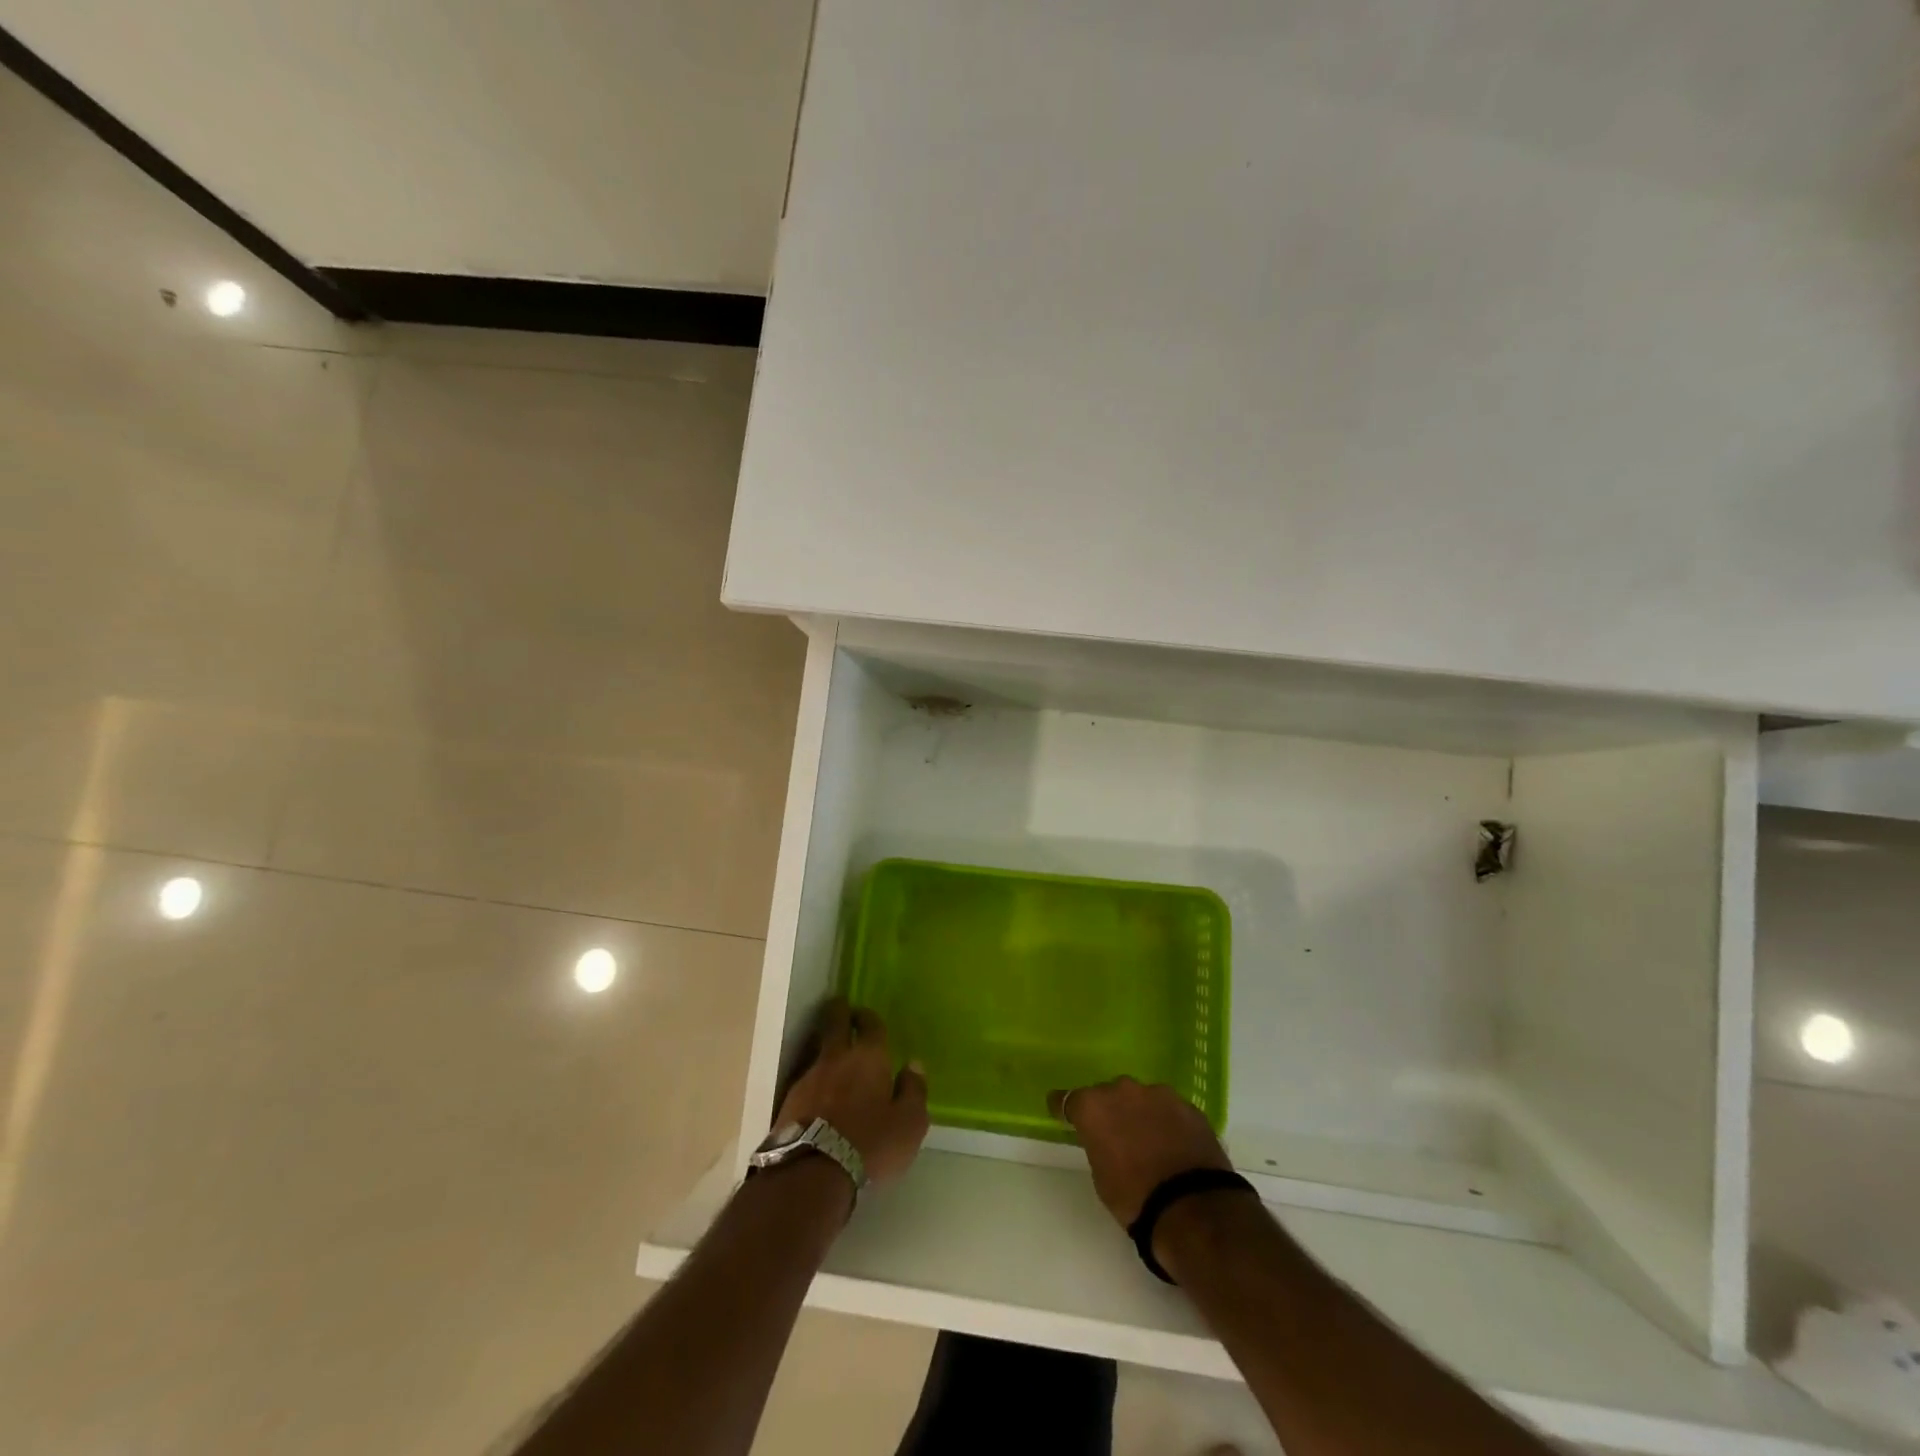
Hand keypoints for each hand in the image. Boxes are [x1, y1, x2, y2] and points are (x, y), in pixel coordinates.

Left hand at [775, 999, 928, 1186]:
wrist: (812, 1173)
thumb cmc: (870, 1144)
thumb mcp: (909, 1124)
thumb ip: (914, 1091)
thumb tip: (913, 1066)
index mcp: (869, 1057)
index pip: (870, 1024)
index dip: (869, 1017)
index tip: (866, 1015)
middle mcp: (836, 1058)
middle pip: (834, 1023)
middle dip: (839, 1013)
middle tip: (843, 1011)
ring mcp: (808, 1078)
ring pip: (817, 1052)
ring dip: (825, 1051)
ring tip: (833, 1062)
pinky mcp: (788, 1102)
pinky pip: (805, 1082)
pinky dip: (814, 1083)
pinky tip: (818, 1097)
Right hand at [1049, 1076, 1232, 1225]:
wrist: (1192, 1208)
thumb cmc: (1135, 1199)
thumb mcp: (1101, 1175)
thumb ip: (1098, 1145)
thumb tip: (1107, 1140)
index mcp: (1094, 1106)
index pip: (1068, 1099)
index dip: (1064, 1108)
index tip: (1062, 1114)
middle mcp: (1123, 1090)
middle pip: (1108, 1094)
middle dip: (1109, 1110)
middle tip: (1114, 1134)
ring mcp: (1159, 1094)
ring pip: (1142, 1098)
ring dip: (1140, 1113)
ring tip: (1148, 1141)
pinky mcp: (1189, 1106)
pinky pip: (1169, 1110)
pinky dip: (1166, 1122)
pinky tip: (1173, 1144)